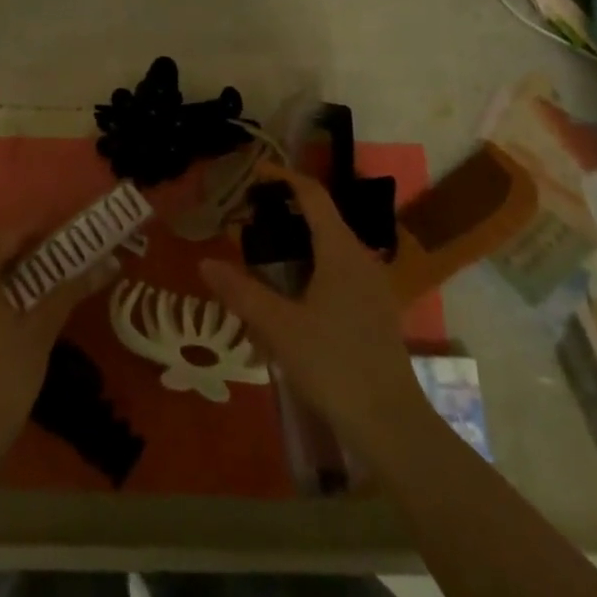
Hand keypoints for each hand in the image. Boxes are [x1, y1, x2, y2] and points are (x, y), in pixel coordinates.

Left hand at [0, 224, 114, 458]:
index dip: (37, 228)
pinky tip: (21, 307)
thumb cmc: (5, 375)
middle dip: (28, 251)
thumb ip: (70, 290)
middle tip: (62, 254)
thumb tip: (108, 263)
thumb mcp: (41, 329)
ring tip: (48, 278)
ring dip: (13, 273)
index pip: (7, 236)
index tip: (66, 229)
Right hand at [201, 165, 430, 461]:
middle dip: (285, 210)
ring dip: (298, 240)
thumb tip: (206, 262)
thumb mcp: (279, 327)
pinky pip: (339, 270)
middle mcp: (361, 258)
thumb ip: (241, 292)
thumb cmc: (333, 365)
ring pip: (330, 246)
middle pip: (322, 217)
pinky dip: (311, 265)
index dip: (283, 177)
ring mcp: (372, 285)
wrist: (391, 423)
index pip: (312, 195)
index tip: (253, 174)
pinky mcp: (374, 310)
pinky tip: (290, 293)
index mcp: (340, 251)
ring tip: (262, 252)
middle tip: (248, 216)